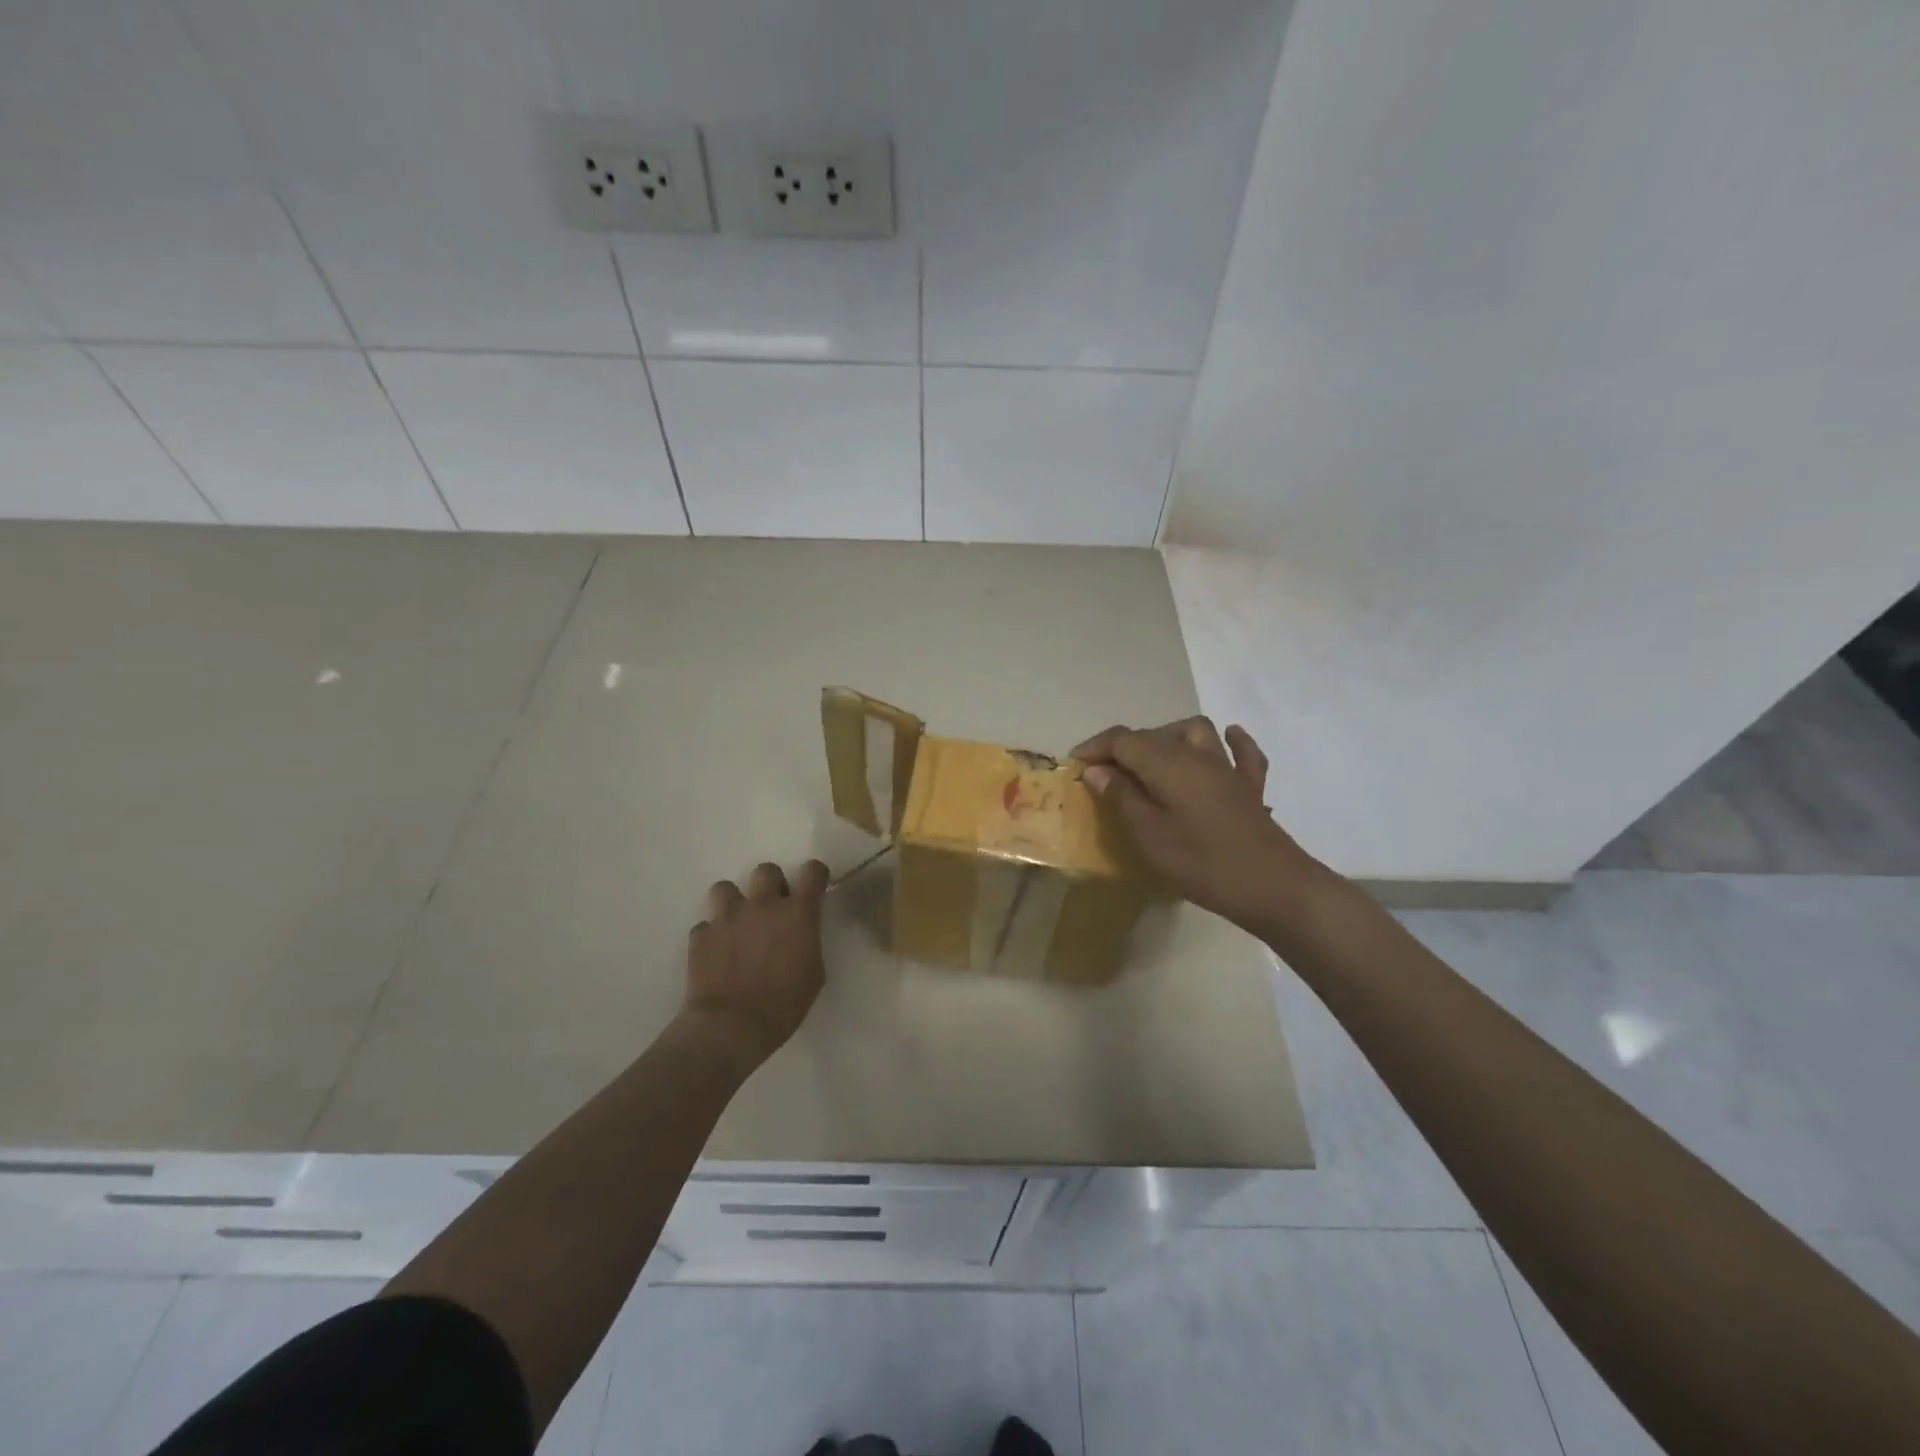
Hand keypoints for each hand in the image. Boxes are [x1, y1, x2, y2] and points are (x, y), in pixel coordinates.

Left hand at [683, 859, 828, 1073]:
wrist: (731, 1028)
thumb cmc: (784, 1006)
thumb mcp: (814, 974)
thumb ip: (808, 943)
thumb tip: (800, 935)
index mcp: (797, 913)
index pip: (812, 872)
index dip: (814, 875)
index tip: (813, 886)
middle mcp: (763, 905)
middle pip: (766, 870)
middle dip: (770, 885)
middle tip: (771, 909)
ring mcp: (728, 917)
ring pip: (725, 888)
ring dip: (733, 902)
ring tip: (736, 925)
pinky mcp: (701, 935)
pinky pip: (705, 925)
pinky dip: (712, 936)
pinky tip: (716, 955)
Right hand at [1072, 718, 1326, 934]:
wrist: (1272, 886)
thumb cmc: (1201, 862)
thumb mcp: (1148, 834)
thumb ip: (1121, 797)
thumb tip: (1097, 769)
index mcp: (1166, 762)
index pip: (1122, 740)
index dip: (1095, 747)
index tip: (1074, 765)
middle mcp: (1196, 755)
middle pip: (1153, 735)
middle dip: (1123, 748)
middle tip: (1103, 776)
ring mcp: (1227, 768)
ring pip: (1195, 733)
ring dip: (1169, 738)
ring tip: (1151, 760)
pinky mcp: (1249, 787)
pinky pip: (1241, 753)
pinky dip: (1231, 742)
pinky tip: (1227, 739)